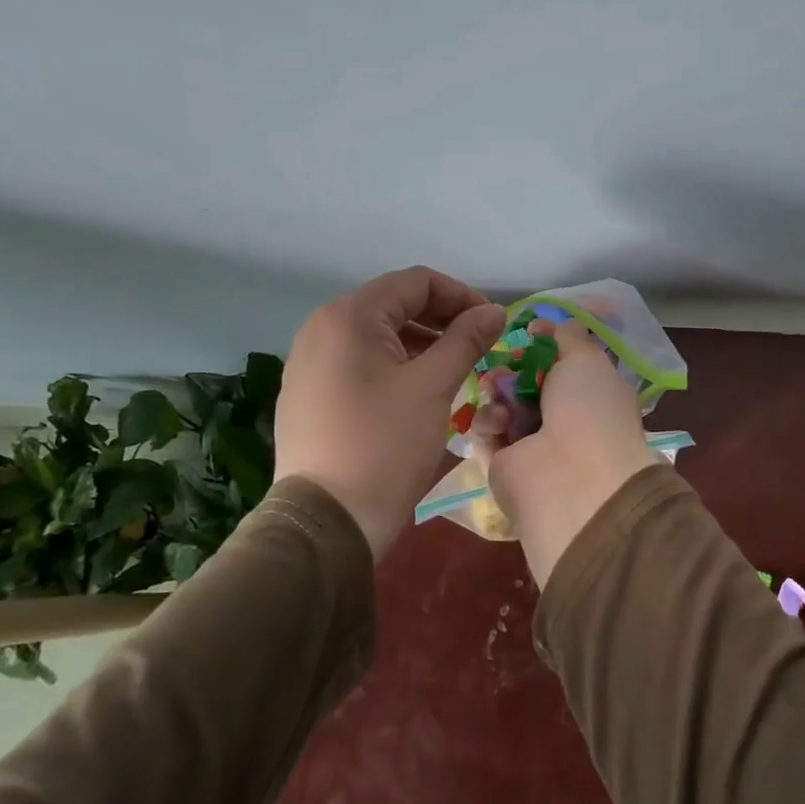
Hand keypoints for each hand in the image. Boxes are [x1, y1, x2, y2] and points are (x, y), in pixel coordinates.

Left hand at [271, 267, 505, 558]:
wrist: (328, 521)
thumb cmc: (385, 444)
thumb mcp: (434, 386)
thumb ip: (466, 339)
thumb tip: (496, 311)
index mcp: (349, 316)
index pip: (416, 282)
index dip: (461, 296)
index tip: (492, 324)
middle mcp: (321, 328)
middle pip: (394, 305)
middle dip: (442, 319)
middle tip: (478, 346)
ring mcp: (309, 362)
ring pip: (378, 336)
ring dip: (422, 343)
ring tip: (455, 369)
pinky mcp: (308, 393)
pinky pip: (359, 362)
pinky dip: (395, 365)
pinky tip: (418, 391)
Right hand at [478, 322, 657, 585]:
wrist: (572, 478)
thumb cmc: (588, 409)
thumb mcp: (586, 358)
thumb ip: (566, 336)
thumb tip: (546, 325)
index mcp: (591, 395)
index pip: (561, 365)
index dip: (542, 347)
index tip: (525, 333)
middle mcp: (565, 421)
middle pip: (525, 383)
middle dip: (510, 368)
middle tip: (502, 363)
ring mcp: (533, 446)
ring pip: (502, 406)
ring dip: (496, 393)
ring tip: (496, 391)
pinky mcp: (503, 467)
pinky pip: (486, 434)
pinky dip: (487, 423)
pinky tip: (497, 423)